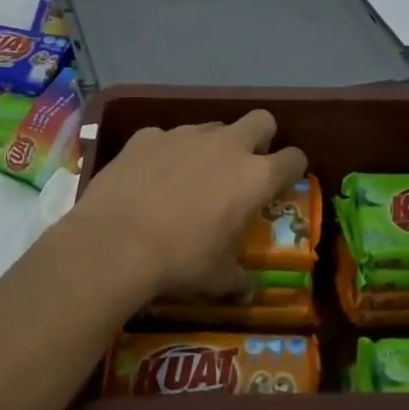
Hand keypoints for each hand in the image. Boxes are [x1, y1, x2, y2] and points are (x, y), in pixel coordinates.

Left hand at [64, 111, 307, 303]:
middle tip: (244, 167)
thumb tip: (247, 289)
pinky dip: (165, 153)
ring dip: (211, 146)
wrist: (114, 244)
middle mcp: (226, 146)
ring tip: (191, 178)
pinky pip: (166, 138)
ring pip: (211, 127)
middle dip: (260, 138)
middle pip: (261, 120)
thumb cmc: (179, 262)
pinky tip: (150, 178)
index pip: (294, 158)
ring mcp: (184, 135)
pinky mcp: (147, 136)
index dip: (292, 170)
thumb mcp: (218, 279)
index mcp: (255, 178)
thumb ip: (239, 279)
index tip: (281, 184)